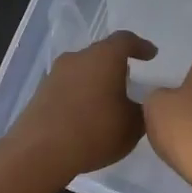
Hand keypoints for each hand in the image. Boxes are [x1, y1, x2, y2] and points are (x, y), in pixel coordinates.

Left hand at [0, 30, 155, 187]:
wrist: (40, 152)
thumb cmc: (95, 130)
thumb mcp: (133, 125)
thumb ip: (143, 110)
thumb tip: (143, 105)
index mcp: (104, 57)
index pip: (125, 40)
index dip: (140, 46)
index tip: (151, 54)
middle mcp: (78, 58)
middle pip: (101, 53)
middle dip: (116, 64)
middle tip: (130, 77)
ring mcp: (55, 75)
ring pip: (82, 70)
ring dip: (96, 80)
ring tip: (108, 99)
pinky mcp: (40, 94)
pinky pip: (68, 87)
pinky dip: (80, 95)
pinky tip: (87, 114)